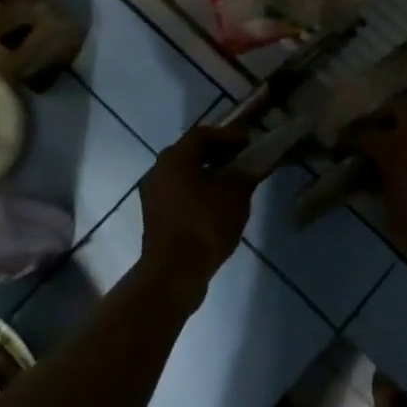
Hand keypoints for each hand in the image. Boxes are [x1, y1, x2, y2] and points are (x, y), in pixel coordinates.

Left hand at [139, 125, 254, 284]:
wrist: (174, 272)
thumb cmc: (205, 225)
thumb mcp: (235, 196)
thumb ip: (246, 173)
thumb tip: (253, 164)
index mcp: (175, 158)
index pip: (203, 134)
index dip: (228, 135)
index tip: (249, 141)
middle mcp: (158, 170)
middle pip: (191, 152)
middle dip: (218, 152)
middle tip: (242, 157)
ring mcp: (153, 193)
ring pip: (184, 173)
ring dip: (208, 172)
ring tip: (234, 180)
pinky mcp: (155, 215)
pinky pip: (179, 191)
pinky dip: (198, 189)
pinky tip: (218, 201)